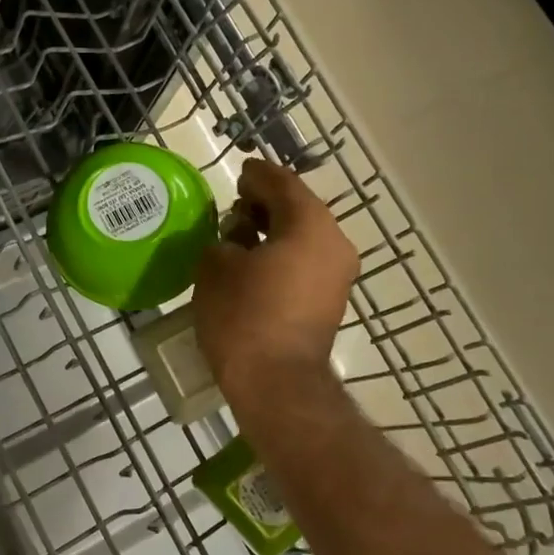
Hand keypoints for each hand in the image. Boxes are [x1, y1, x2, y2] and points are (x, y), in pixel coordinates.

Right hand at [193, 159, 359, 398]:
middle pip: (299, 210)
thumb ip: (223, 241)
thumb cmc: (243, 316)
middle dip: (265, 205)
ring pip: (304, 238)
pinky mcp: (330, 302)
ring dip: (273, 232)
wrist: (276, 383)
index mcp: (309, 226)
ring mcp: (337, 276)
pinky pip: (305, 264)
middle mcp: (333, 244)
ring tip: (239, 237)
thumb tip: (233, 243)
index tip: (240, 171)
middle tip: (235, 205)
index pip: (283, 185)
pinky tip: (254, 265)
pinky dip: (282, 256)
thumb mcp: (216, 268)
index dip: (258, 176)